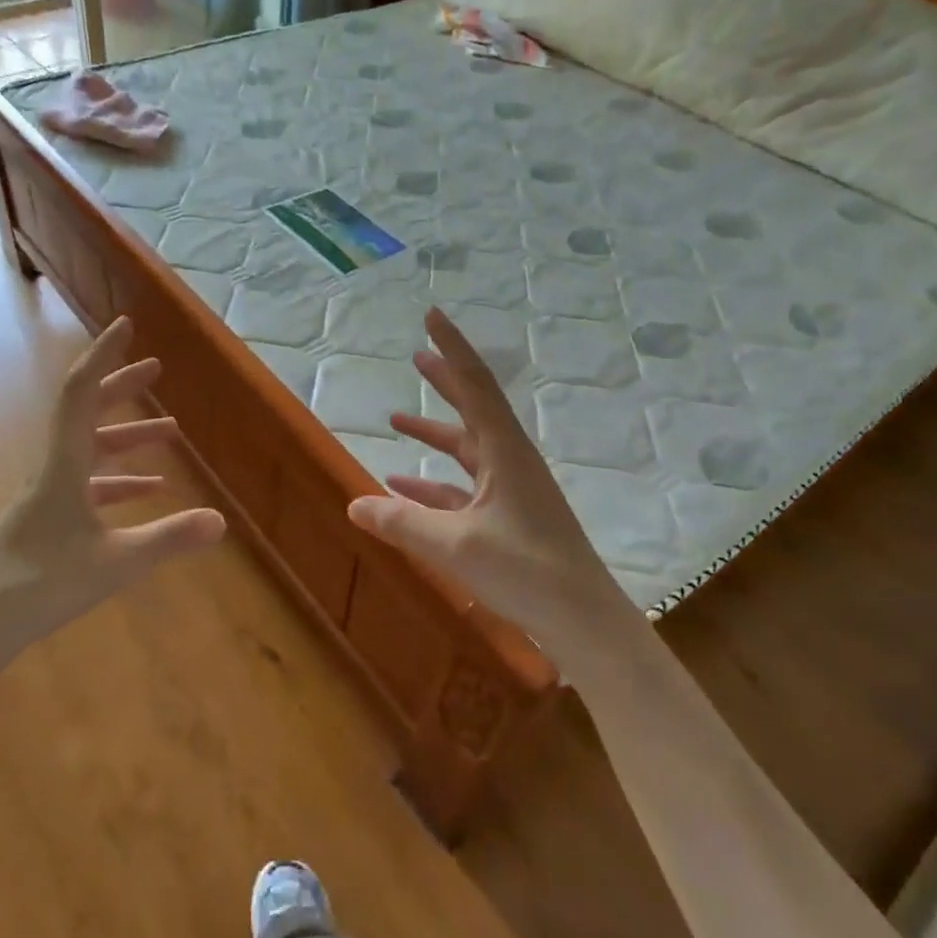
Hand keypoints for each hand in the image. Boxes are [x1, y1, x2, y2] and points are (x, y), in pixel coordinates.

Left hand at [0, 318, 225, 682]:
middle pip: (87, 413)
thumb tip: (221, 519)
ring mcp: (46, 496)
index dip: (104, 356)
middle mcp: (51, 469)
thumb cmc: (39, 586)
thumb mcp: (114, 563)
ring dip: (127, 437)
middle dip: (122, 388)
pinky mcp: (45, 521)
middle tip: (156, 369)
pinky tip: (149, 492)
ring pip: (90, 451)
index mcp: (62, 465)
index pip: (81, 393)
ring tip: (170, 433)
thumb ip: (168, 539)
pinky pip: (87, 486)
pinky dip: (118, 480)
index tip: (126, 327)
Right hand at [346, 308, 635, 668]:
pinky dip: (433, 483)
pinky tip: (402, 488)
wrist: (583, 620)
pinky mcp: (507, 517)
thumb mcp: (455, 545)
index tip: (432, 316)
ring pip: (465, 448)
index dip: (452, 347)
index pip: (475, 384)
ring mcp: (511, 489)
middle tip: (417, 356)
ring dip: (434, 432)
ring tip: (396, 419)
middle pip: (473, 407)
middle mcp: (509, 460)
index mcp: (504, 451)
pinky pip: (463, 488)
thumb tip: (353, 503)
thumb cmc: (526, 572)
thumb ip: (402, 522)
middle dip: (445, 380)